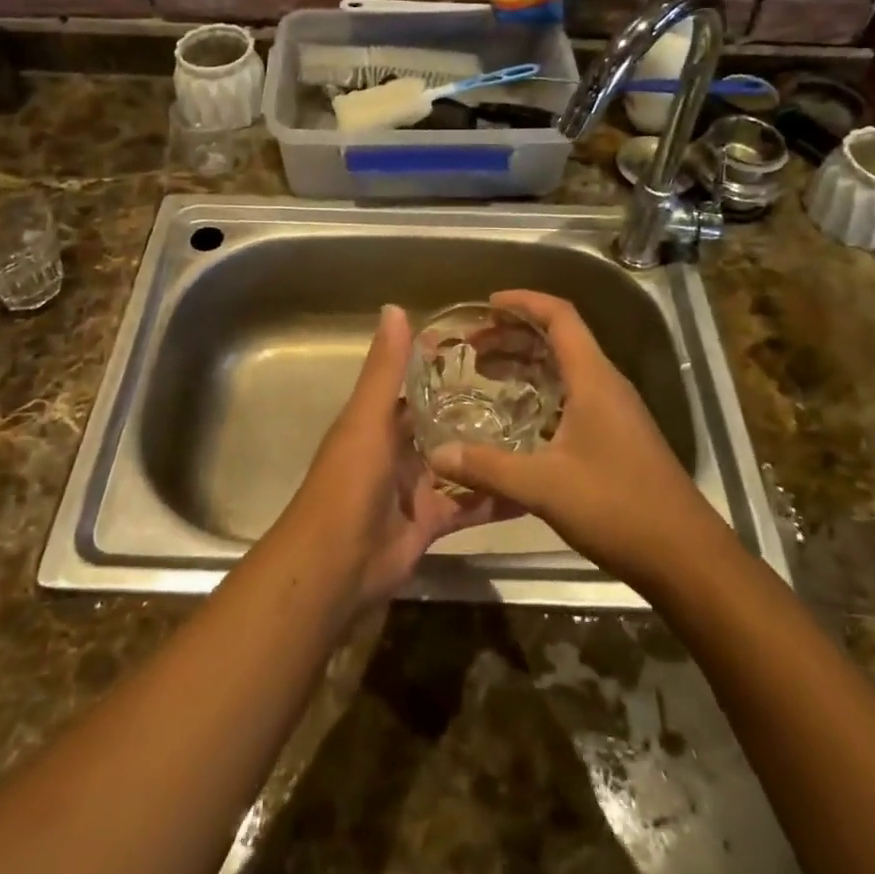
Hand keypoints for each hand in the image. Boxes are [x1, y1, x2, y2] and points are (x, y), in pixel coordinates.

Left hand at [282, 306, 509, 609]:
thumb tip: (395, 306)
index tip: (489, 346)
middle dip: (477, 408)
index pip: (415, 384)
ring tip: (539, 432)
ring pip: (459, 463)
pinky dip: (495, 500)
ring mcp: (416, 487)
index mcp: (380, 420)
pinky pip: (468, 506)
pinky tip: (532, 489)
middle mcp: (398, 449)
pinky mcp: (431, 522)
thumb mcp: (367, 418)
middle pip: (442, 423)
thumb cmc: (349, 483)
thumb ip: (385, 369)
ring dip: (490, 452)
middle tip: (530, 389)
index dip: (444, 365)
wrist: (335, 567)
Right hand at [425, 289, 719, 591]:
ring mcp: (616, 410)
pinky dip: (542, 390)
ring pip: (567, 367)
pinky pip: (574, 393)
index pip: (559, 316)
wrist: (686, 556)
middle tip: (473, 346)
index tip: (486, 304)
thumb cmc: (617, 507)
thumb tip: (437, 454)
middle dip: (514, 333)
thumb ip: (488, 467)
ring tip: (486, 373)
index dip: (523, 302)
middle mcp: (607, 384)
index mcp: (594, 378)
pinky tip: (519, 415)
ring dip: (527, 362)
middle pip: (560, 337)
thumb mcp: (544, 487)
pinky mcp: (618, 435)